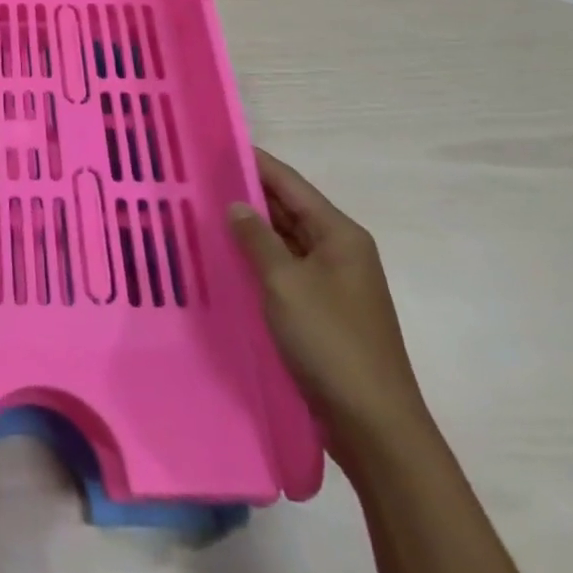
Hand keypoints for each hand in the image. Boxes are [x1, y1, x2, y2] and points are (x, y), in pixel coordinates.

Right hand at [229, 151, 429, 459]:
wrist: (374, 427)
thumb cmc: (331, 343)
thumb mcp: (286, 283)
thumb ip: (257, 238)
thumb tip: (237, 204)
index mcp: (340, 235)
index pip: (291, 184)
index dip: (255, 162)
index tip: (216, 145)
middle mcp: (339, 252)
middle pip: (288, 210)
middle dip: (247, 195)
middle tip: (198, 180)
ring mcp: (332, 284)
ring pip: (283, 243)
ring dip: (249, 231)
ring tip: (201, 214)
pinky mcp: (321, 312)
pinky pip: (283, 272)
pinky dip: (256, 262)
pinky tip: (224, 261)